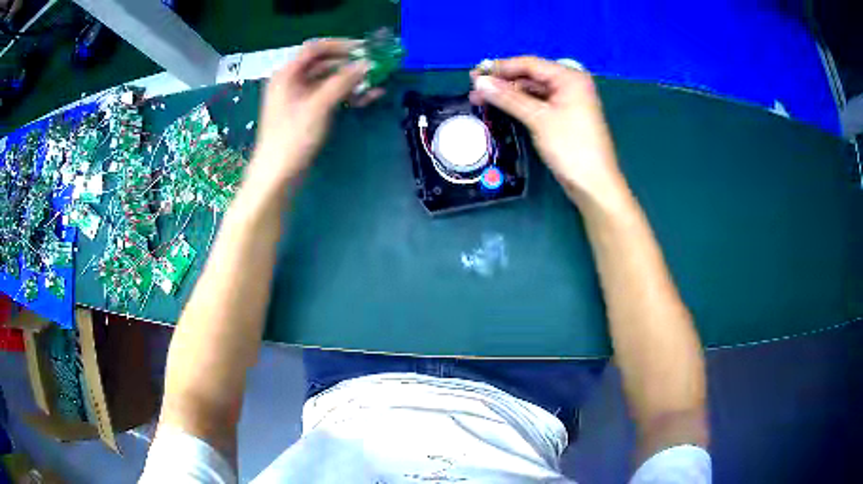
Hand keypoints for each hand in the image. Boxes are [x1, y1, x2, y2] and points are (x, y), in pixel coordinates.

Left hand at [245, 39, 382, 196]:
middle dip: (351, 64)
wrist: (277, 176)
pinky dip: (347, 95)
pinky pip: (329, 96)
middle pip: (324, 63)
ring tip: (377, 83)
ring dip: (352, 80)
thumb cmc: (292, 138)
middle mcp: (292, 81)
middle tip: (376, 66)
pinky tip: (367, 97)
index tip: (366, 49)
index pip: (315, 48)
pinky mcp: (307, 112)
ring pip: (329, 80)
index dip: (341, 45)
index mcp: (287, 74)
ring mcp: (299, 97)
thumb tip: (367, 64)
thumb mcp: (318, 106)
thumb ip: (343, 81)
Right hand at [470, 57, 626, 207]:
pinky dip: (519, 105)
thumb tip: (479, 82)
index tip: (474, 74)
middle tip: (474, 89)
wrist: (594, 184)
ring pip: (531, 90)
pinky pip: (536, 104)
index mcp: (569, 78)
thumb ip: (508, 97)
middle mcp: (569, 84)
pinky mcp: (562, 117)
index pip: (529, 64)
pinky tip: (501, 108)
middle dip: (502, 81)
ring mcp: (567, 101)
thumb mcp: (538, 119)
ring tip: (481, 99)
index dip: (500, 67)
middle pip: (530, 76)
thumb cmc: (571, 147)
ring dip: (507, 94)